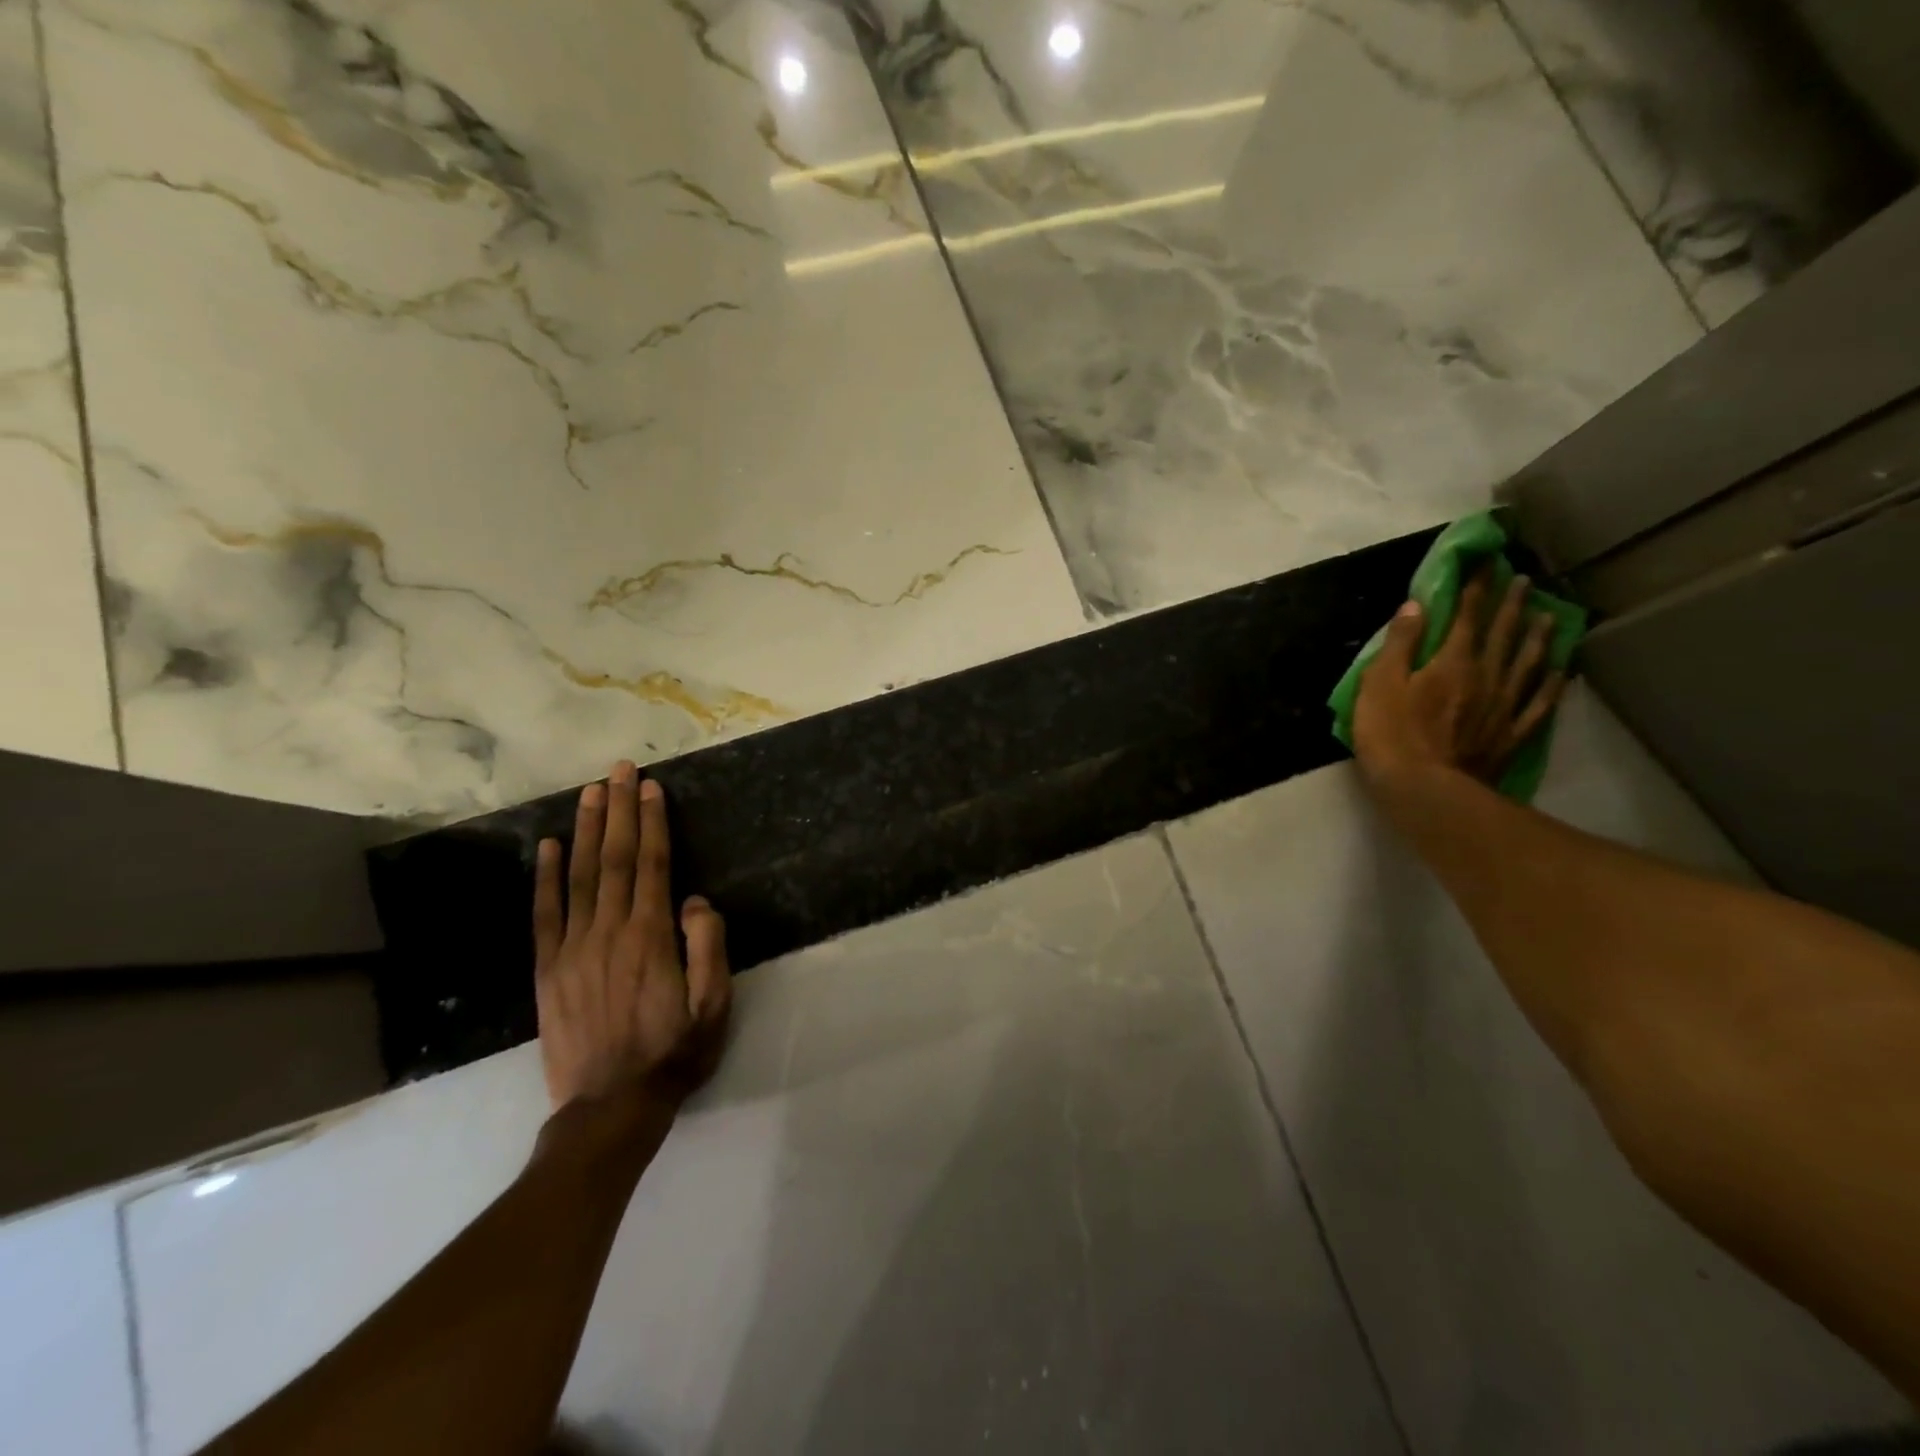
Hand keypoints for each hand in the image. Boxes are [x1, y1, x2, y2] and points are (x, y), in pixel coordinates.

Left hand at [532, 762, 730, 1111]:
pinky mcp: (548, 970)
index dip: (651, 822)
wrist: (611, 1107)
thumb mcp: (713, 1006)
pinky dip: (544, 878)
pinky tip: (545, 847)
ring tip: (589, 792)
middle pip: (613, 859)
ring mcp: (573, 949)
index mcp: (651, 937)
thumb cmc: (674, 1053)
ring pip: (578, 876)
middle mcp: (609, 931)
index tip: (650, 787)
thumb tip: (695, 901)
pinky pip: (545, 914)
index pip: (651, 864)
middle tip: (619, 770)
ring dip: (584, 830)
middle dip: (618, 810)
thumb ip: (708, 948)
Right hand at [1353, 567, 1566, 788]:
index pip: (1465, 615)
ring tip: (1549, 616)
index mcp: (1452, 661)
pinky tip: (1561, 671)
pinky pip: (1539, 703)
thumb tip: (1415, 605)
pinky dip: (1552, 684)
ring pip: (1529, 662)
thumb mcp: (1379, 684)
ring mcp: (1504, 705)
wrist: (1425, 789)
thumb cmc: (1391, 734)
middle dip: (1512, 603)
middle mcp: (1487, 675)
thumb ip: (1399, 644)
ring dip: (1538, 636)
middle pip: (1503, 633)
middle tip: (1523, 580)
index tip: (1486, 562)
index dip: (1475, 587)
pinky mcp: (1512, 733)